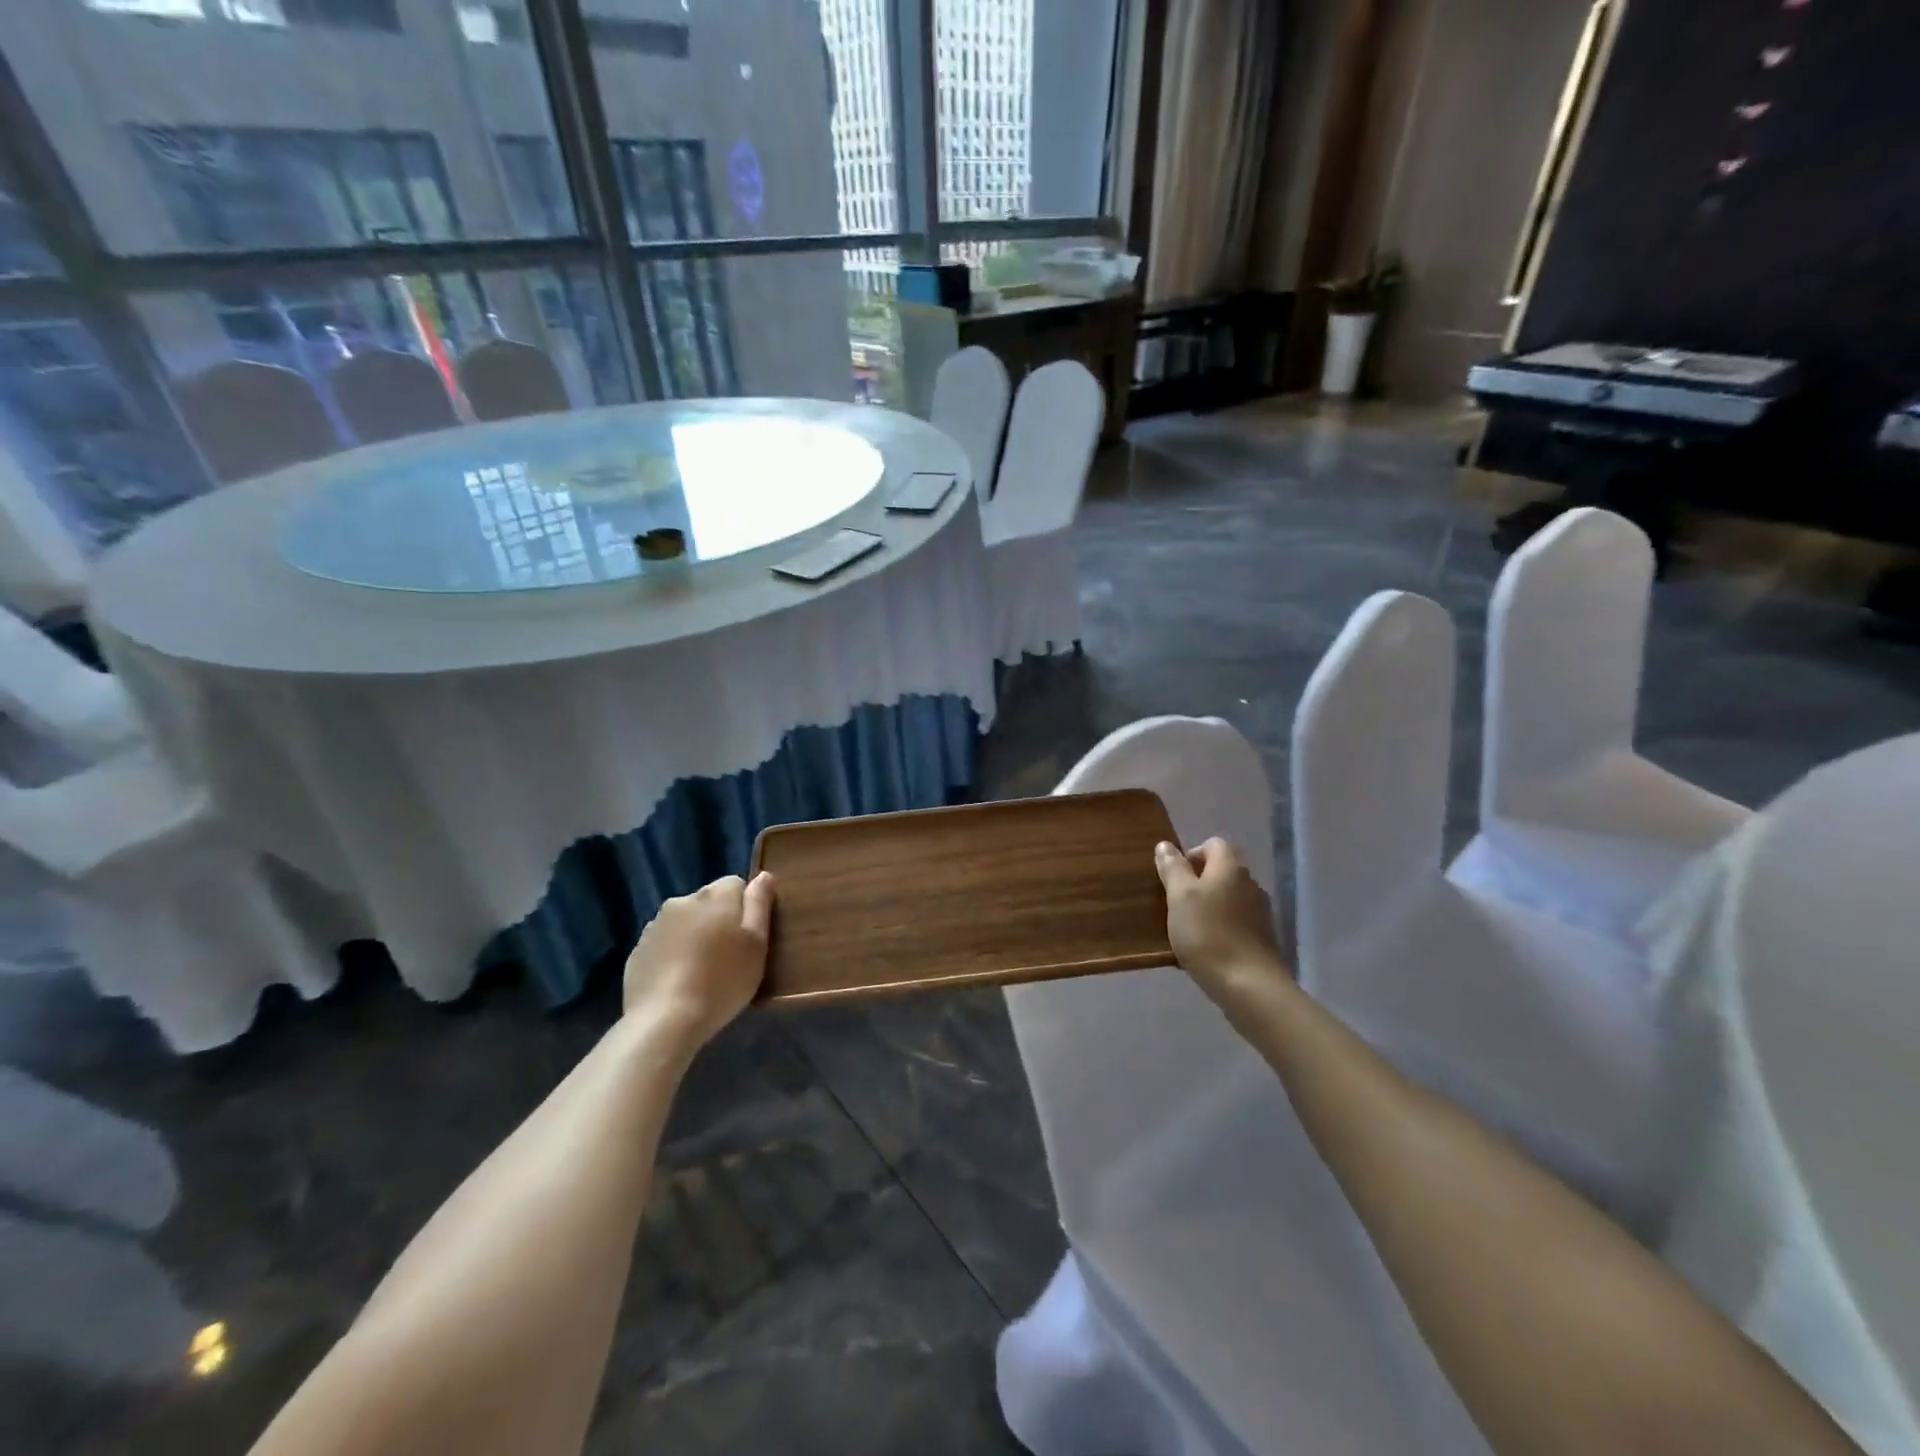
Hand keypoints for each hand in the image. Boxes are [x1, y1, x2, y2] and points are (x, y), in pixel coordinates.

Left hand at [623, 872, 775, 1049]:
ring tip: (702, 973)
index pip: (736, 884)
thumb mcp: (756, 944)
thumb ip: (760, 905)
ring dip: (694, 937)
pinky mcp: (637, 951)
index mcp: (715, 896)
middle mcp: (682, 901)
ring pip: (684, 923)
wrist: (664, 1021)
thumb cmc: (722, 980)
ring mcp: (655, 925)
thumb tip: (763, 876)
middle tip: (728, 957)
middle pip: (708, 903)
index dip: (746, 909)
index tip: (748, 937)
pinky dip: (673, 956)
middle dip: (718, 921)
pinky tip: (679, 983)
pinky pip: (664, 945)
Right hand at [1153, 838, 1289, 1005]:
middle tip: (1175, 905)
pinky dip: (1220, 928)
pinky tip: (1206, 949)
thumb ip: (1172, 868)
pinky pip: (1236, 922)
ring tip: (1187, 929)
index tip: (1174, 879)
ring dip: (1209, 907)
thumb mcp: (1179, 897)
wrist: (1249, 985)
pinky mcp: (1262, 938)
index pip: (1213, 844)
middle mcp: (1250, 883)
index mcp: (1230, 868)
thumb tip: (1166, 845)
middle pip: (1221, 871)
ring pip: (1228, 898)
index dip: (1191, 855)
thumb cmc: (1207, 934)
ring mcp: (1260, 912)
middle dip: (1197, 883)